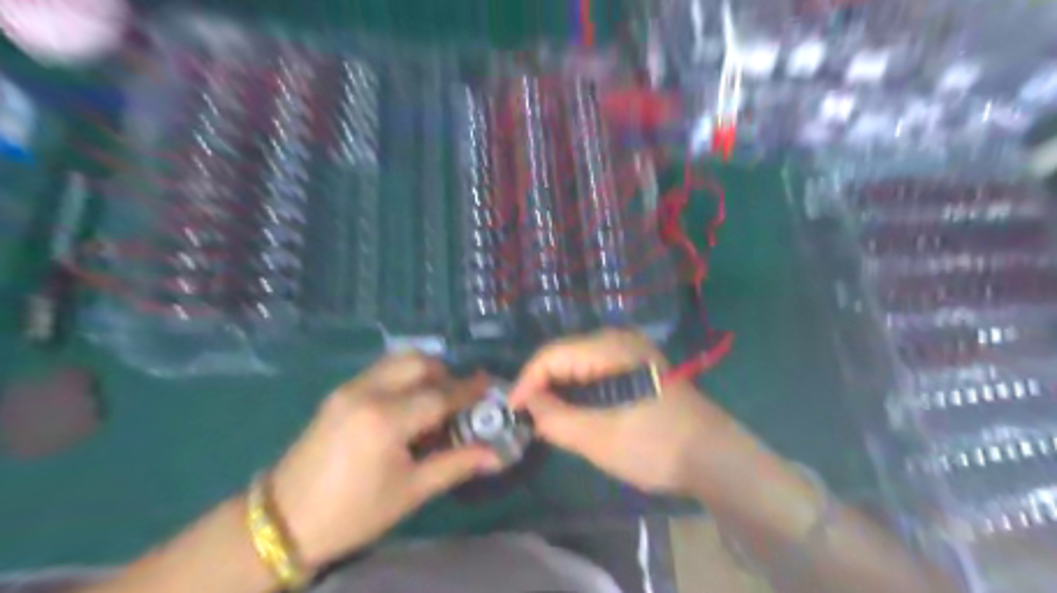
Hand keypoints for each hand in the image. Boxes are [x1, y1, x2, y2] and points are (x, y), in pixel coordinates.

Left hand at [263, 354, 498, 571]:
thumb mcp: (410, 491)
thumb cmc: (353, 512)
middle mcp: (367, 392)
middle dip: (445, 374)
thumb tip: (497, 455)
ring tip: (433, 400)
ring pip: (397, 361)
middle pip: (418, 363)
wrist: (283, 521)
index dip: (469, 390)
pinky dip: (402, 377)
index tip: (490, 385)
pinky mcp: (337, 393)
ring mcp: (348, 389)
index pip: (439, 395)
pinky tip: (406, 405)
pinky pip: (380, 371)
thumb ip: (456, 464)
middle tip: (458, 398)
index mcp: (386, 419)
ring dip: (423, 371)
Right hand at [508, 332, 737, 493]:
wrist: (714, 457)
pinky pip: (595, 371)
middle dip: (542, 386)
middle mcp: (619, 339)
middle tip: (526, 418)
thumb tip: (527, 405)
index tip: (511, 412)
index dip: (526, 382)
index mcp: (610, 347)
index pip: (551, 355)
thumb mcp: (597, 437)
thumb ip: (554, 419)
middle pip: (564, 356)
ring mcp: (631, 351)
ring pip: (578, 364)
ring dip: (559, 389)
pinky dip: (579, 391)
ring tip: (544, 418)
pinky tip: (572, 411)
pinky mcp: (637, 366)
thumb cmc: (654, 446)